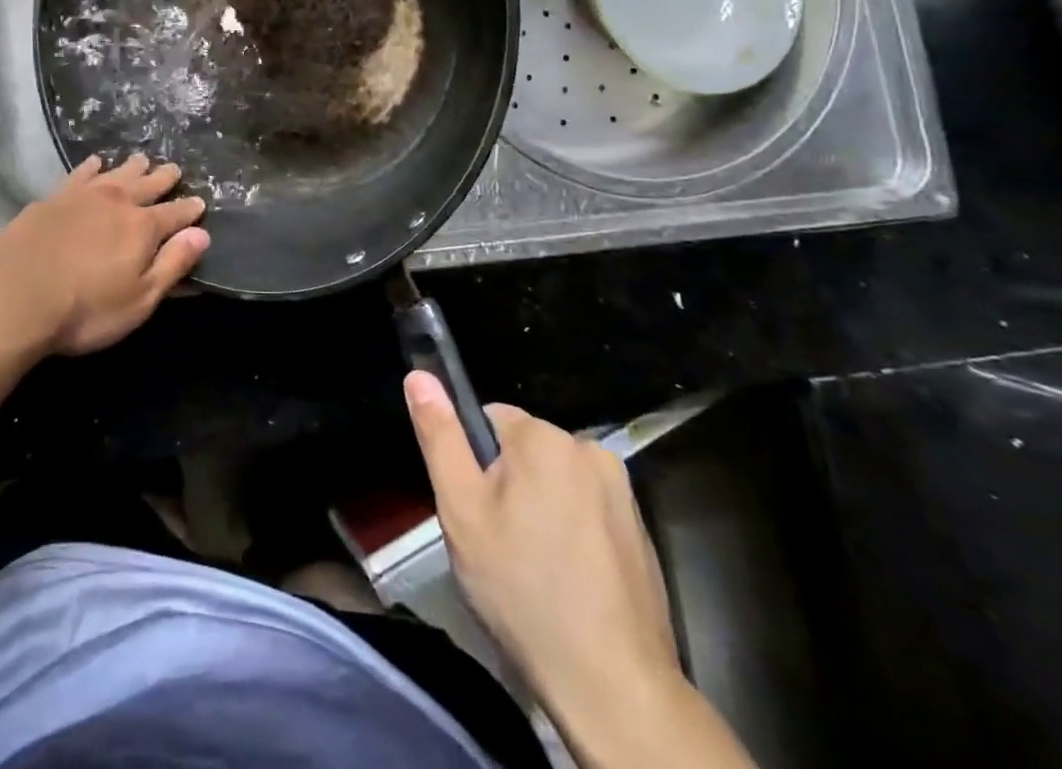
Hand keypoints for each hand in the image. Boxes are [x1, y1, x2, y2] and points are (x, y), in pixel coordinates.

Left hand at [0, 154, 208, 355]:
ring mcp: (81, 196)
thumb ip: (172, 264)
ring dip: (131, 167)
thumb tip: (201, 234)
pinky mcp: (51, 199)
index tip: (200, 202)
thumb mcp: (139, 299)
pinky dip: (92, 167)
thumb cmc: (85, 309)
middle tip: (174, 169)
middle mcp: (116, 202)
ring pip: (115, 174)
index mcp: (142, 227)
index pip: (175, 214)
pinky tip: (95, 163)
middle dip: (163, 178)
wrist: (14, 299)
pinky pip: (79, 174)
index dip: (189, 209)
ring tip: (141, 159)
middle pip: (146, 185)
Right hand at [406, 373, 749, 768]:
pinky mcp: (641, 531)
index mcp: (544, 437)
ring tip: (530, 567)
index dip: (473, 462)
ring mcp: (623, 493)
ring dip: (538, 508)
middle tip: (497, 543)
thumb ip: (440, 435)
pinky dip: (570, 533)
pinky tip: (564, 580)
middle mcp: (590, 449)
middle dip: (506, 486)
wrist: (613, 685)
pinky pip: (586, 510)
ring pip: (554, 481)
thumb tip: (419, 375)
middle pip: (524, 451)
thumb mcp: (461, 508)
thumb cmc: (522, 588)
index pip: (488, 419)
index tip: (475, 510)